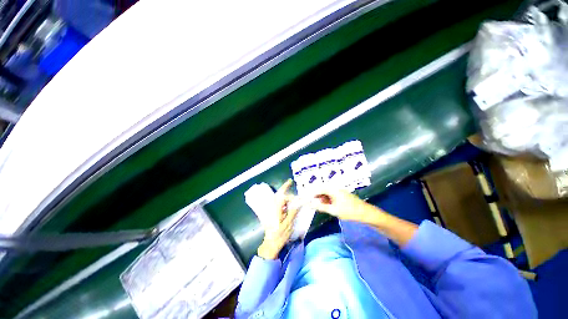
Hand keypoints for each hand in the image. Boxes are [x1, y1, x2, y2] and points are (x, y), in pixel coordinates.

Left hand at [257, 179, 299, 259]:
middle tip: (290, 181)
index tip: (298, 197)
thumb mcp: (288, 224)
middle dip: (284, 187)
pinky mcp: (272, 213)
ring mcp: (271, 210)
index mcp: (276, 210)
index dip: (290, 195)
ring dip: (283, 193)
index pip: (282, 197)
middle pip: (278, 194)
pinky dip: (282, 199)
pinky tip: (288, 201)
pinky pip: (277, 203)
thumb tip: (299, 203)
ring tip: (289, 189)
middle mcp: (272, 207)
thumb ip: (293, 212)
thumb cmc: (280, 235)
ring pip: (277, 198)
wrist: (270, 244)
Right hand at [311, 188, 417, 245]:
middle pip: (322, 190)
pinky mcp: (341, 196)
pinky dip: (327, 201)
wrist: (365, 213)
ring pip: (326, 193)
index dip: (311, 193)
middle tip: (311, 203)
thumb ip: (321, 207)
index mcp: (333, 189)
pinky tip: (326, 207)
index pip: (318, 189)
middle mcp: (335, 188)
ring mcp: (339, 192)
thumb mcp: (333, 210)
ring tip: (318, 206)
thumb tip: (310, 204)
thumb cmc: (349, 211)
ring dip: (321, 199)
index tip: (305, 198)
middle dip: (316, 196)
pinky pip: (331, 196)